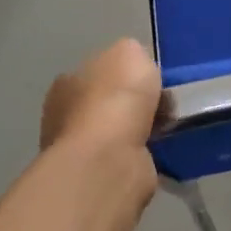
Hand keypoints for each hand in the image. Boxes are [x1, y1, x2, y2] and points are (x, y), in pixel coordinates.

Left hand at [40, 37, 163, 154]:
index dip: (125, 73)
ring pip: (116, 132)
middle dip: (132, 105)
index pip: (98, 71)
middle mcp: (65, 116)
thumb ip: (132, 55)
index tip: (149, 80)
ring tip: (165, 128)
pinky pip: (125, 157)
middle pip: (107, 103)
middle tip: (162, 105)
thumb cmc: (115, 98)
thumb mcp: (130, 52)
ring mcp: (78, 151)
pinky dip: (141, 154)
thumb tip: (136, 68)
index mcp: (67, 82)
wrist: (109, 158)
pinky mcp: (95, 179)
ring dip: (139, 131)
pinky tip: (158, 149)